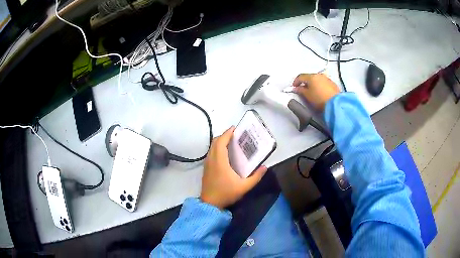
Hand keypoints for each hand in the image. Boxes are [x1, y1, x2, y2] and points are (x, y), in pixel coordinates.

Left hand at [200, 126, 267, 208]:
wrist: (210, 204)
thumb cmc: (226, 194)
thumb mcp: (244, 187)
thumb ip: (256, 177)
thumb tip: (265, 167)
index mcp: (220, 161)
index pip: (221, 142)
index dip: (227, 133)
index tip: (234, 128)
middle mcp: (211, 159)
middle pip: (215, 142)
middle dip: (224, 135)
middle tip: (235, 135)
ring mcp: (207, 164)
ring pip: (212, 147)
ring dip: (220, 142)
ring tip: (230, 142)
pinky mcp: (206, 168)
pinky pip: (210, 153)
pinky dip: (216, 148)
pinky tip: (224, 154)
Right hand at [293, 73, 339, 110]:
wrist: (335, 103)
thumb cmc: (319, 99)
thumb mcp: (307, 95)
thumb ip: (300, 90)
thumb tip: (296, 88)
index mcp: (311, 76)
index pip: (300, 76)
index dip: (296, 82)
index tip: (294, 88)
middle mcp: (319, 75)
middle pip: (309, 77)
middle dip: (305, 82)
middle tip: (302, 90)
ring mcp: (327, 78)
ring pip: (317, 79)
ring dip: (313, 84)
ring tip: (312, 91)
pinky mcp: (332, 83)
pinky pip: (323, 82)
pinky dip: (319, 86)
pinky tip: (320, 92)